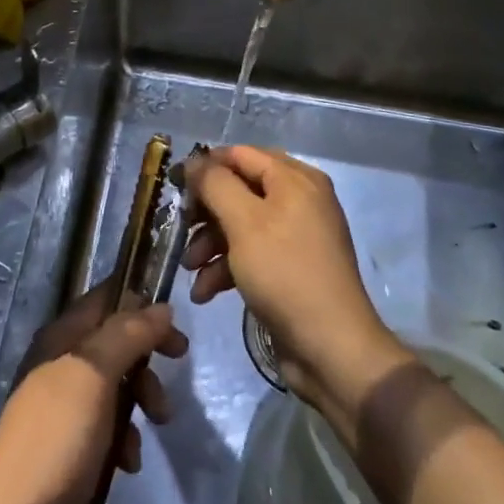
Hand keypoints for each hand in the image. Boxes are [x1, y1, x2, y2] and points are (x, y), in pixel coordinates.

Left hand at [0, 283, 186, 503]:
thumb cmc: (57, 440)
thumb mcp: (94, 375)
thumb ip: (128, 334)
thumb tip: (161, 307)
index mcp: (61, 337)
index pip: (105, 298)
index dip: (140, 303)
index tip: (174, 324)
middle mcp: (59, 363)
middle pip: (115, 342)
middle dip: (147, 357)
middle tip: (177, 367)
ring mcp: (60, 406)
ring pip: (114, 386)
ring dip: (139, 402)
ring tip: (156, 426)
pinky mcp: (64, 446)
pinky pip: (104, 427)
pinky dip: (122, 439)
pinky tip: (126, 464)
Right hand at [182, 146, 409, 420]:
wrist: (330, 349)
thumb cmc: (285, 273)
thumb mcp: (244, 223)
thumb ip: (215, 184)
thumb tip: (193, 161)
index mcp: (295, 179)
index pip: (241, 155)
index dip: (205, 167)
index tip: (174, 187)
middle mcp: (299, 200)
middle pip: (239, 190)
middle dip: (206, 213)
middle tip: (179, 229)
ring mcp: (296, 236)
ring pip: (241, 225)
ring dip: (210, 244)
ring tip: (189, 269)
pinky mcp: (290, 269)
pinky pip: (252, 254)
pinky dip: (227, 268)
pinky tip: (205, 292)